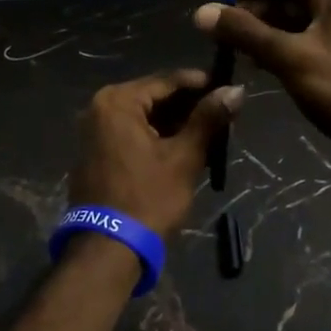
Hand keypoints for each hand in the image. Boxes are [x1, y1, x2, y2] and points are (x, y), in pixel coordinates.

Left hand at [68, 70, 243, 240]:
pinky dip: (157, 137)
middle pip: (155, 97)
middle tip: (224, 114)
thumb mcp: (184, 157)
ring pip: (145, 117)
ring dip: (176, 123)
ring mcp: (94, 131)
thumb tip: (236, 90)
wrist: (108, 249)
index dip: (201, 83)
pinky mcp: (96, 153)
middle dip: (189, 106)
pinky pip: (132, 133)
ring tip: (211, 132)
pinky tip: (185, 147)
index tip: (229, 89)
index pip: (167, 80)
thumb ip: (208, 119)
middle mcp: (100, 108)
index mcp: (118, 101)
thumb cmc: (148, 198)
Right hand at [193, 0, 330, 184]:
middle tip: (220, 21)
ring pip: (295, 24)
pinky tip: (255, 64)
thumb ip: (246, 32)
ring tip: (230, 43)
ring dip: (263, 30)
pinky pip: (302, 47)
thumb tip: (203, 12)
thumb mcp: (290, 56)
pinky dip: (277, 50)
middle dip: (254, 6)